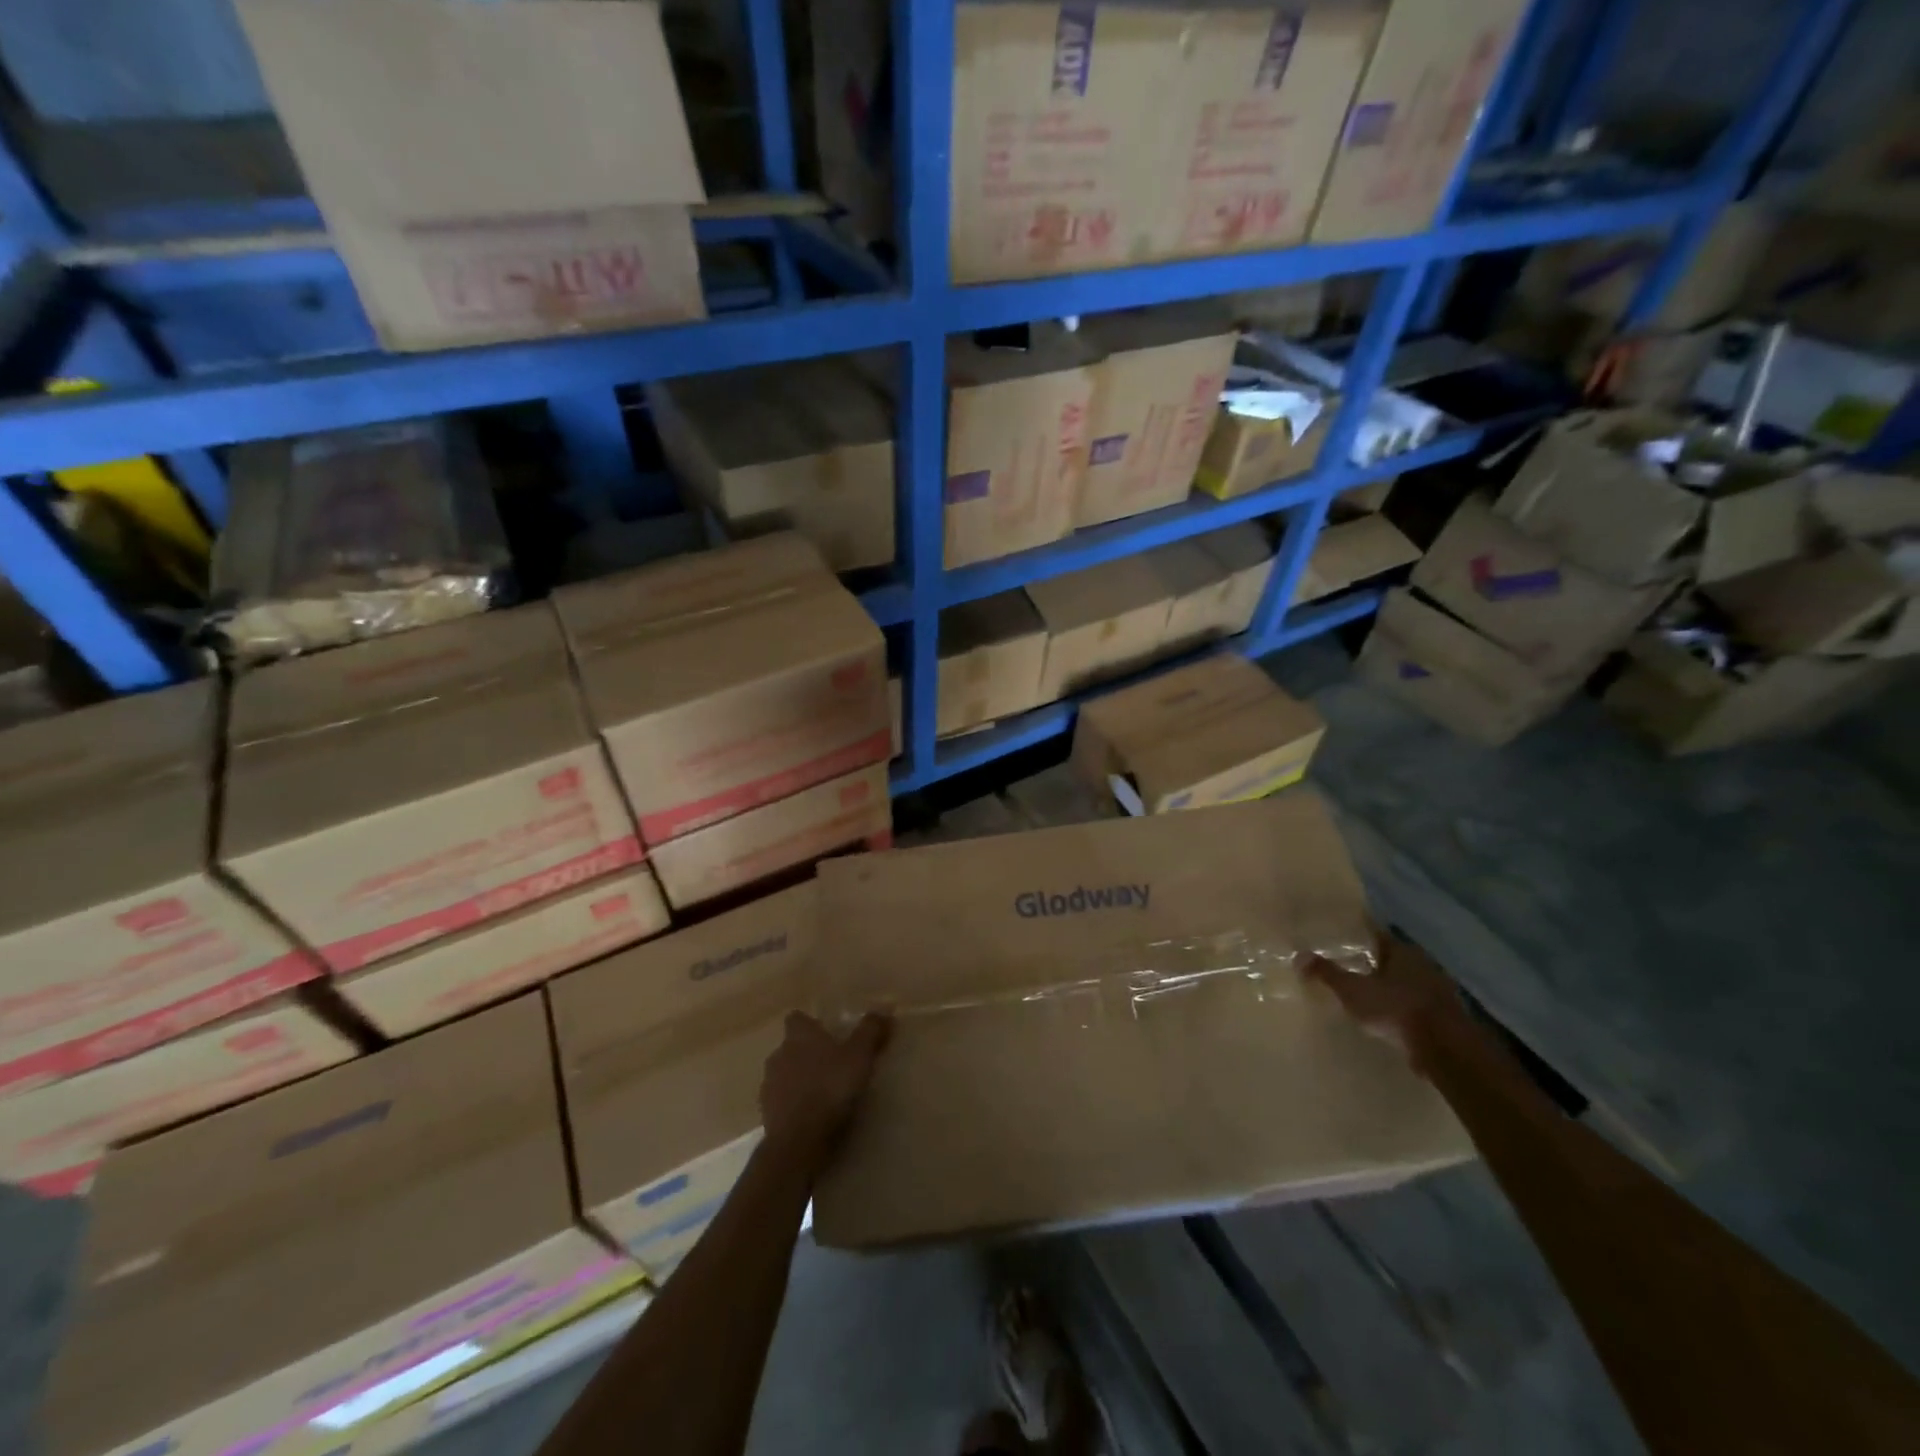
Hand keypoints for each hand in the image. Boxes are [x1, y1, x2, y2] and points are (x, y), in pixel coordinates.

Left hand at [760, 1011, 890, 1164]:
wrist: (799, 1141)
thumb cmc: (830, 1088)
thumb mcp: (860, 1056)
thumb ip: (870, 1031)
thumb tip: (884, 1009)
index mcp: (799, 1036)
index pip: (797, 1018)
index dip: (810, 1024)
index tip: (827, 1034)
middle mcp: (779, 1054)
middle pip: (790, 1047)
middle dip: (807, 1053)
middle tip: (832, 1065)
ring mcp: (769, 1085)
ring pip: (784, 1074)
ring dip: (798, 1080)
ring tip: (823, 1093)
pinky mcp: (766, 1114)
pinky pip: (781, 1102)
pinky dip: (793, 1105)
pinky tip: (812, 1116)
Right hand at [1305, 931, 1468, 1067]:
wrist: (1446, 1049)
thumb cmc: (1396, 1009)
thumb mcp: (1353, 990)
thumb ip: (1327, 973)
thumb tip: (1299, 955)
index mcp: (1403, 952)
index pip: (1377, 936)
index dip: (1359, 937)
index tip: (1342, 939)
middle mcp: (1424, 966)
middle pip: (1394, 959)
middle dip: (1374, 963)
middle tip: (1350, 966)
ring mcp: (1439, 993)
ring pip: (1408, 983)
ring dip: (1391, 988)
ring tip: (1368, 995)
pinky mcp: (1447, 1019)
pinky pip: (1418, 1006)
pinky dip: (1403, 1009)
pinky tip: (1390, 1019)